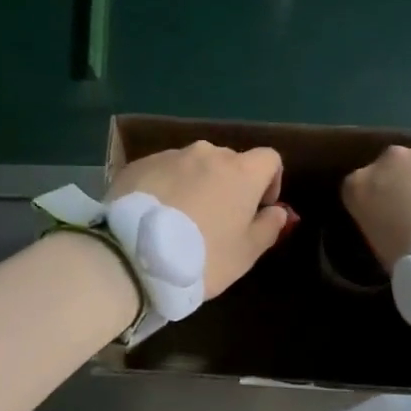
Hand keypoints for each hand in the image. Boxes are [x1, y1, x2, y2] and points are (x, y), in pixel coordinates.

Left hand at [109, 142, 289, 298]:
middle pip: (229, 162)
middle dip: (229, 185)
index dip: (270, 182)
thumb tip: (278, 211)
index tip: (258, 209)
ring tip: (180, 220)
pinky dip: (166, 188)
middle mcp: (207, 153)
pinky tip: (154, 218)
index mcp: (241, 171)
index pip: (269, 159)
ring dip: (195, 185)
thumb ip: (269, 227)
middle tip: (217, 221)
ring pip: (193, 166)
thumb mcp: (245, 253)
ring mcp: (170, 156)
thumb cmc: (202, 257)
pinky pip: (163, 172)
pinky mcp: (139, 165)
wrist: (132, 256)